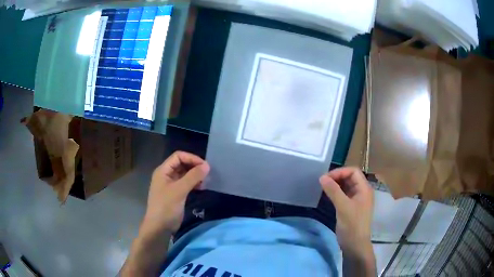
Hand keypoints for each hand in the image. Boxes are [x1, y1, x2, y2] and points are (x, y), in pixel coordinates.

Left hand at [141, 151, 209, 235]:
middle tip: (207, 173)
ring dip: (195, 175)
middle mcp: (166, 175)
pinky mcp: (175, 194)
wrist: (159, 227)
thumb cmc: (166, 207)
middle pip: (181, 164)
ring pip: (184, 174)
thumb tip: (207, 165)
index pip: (178, 156)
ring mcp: (170, 185)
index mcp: (163, 170)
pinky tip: (201, 188)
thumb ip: (193, 177)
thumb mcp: (179, 190)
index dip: (191, 158)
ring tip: (205, 181)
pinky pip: (185, 184)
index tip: (205, 166)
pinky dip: (193, 183)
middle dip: (194, 167)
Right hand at [319, 167, 373, 254]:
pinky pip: (344, 194)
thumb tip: (322, 177)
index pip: (353, 171)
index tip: (326, 178)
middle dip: (337, 177)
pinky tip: (328, 195)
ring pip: (346, 186)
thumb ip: (333, 191)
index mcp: (364, 188)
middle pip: (350, 177)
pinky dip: (336, 192)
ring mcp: (357, 199)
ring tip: (324, 187)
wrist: (355, 244)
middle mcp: (362, 191)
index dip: (340, 172)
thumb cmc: (352, 225)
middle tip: (323, 182)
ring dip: (336, 185)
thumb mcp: (343, 207)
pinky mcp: (351, 207)